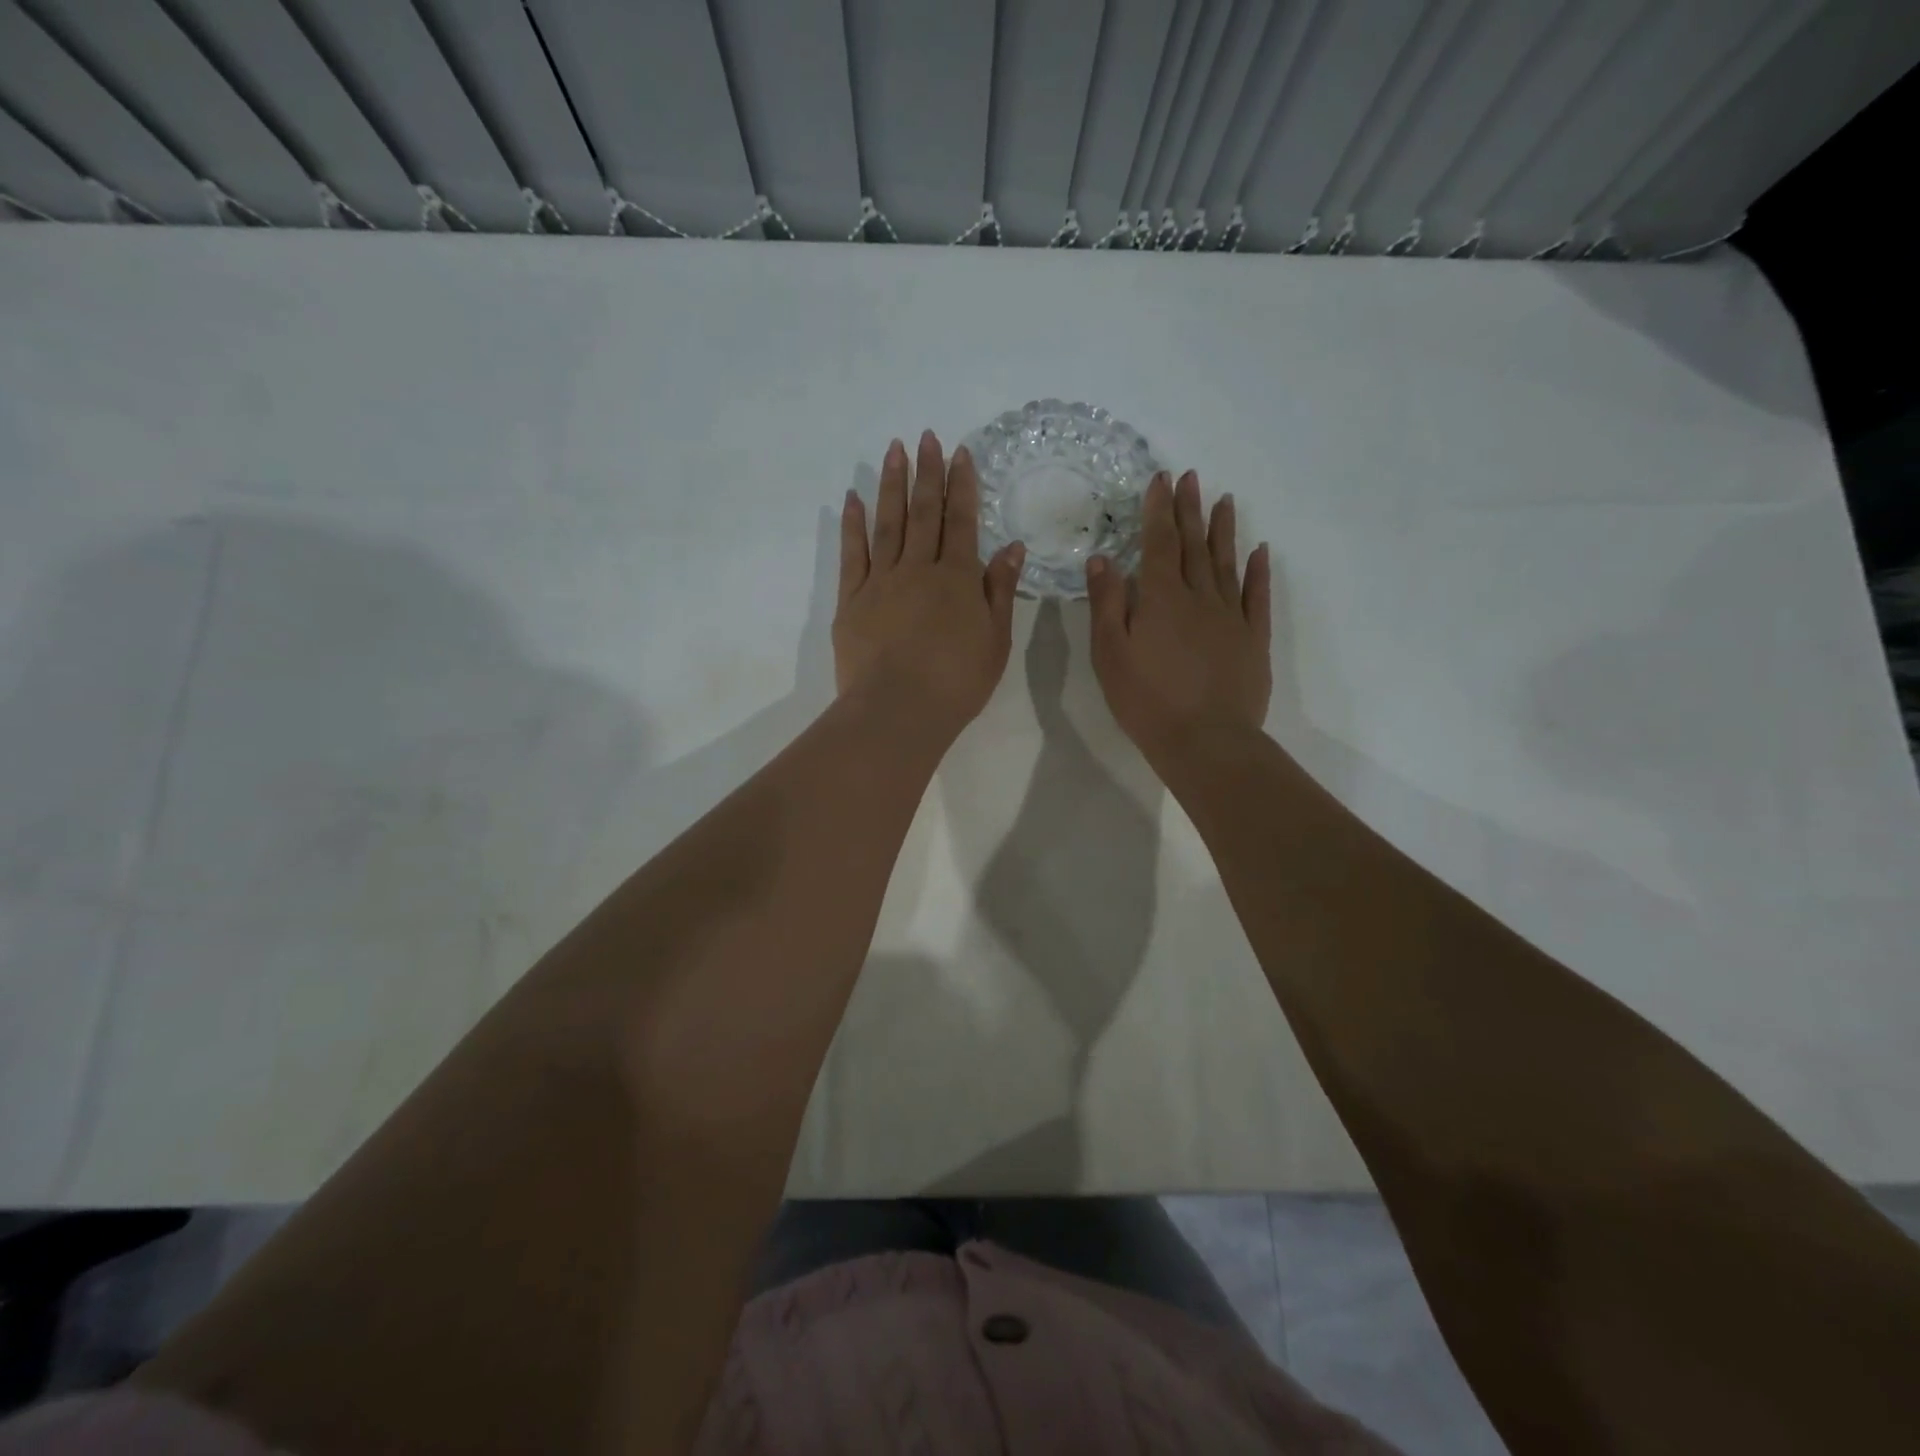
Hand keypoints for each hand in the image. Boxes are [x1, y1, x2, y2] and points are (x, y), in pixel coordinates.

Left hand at [834, 431, 1024, 737]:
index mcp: (957, 579)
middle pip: (923, 513)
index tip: (959, 453)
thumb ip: (1000, 591)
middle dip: (926, 473)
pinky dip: (853, 524)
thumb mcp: (995, 640)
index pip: (962, 522)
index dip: (961, 486)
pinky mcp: (852, 600)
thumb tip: (1012, 548)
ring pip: (888, 523)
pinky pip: (853, 553)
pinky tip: (853, 498)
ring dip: (892, 485)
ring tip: (893, 451)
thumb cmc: (956, 682)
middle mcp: (919, 569)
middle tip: (926, 437)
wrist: (898, 709)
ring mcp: (881, 581)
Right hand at [1088, 470, 1270, 765]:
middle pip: (1194, 546)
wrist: (1205, 740)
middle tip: (1191, 477)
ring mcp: (1231, 617)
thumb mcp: (1110, 654)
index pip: (1159, 544)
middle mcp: (1200, 598)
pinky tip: (1260, 552)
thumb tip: (1103, 560)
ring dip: (1224, 531)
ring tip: (1225, 501)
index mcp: (1161, 599)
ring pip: (1226, 564)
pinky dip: (1258, 572)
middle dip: (1190, 510)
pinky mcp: (1253, 640)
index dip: (1159, 510)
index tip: (1162, 479)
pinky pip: (1257, 597)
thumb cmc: (1146, 700)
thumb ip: (1107, 604)